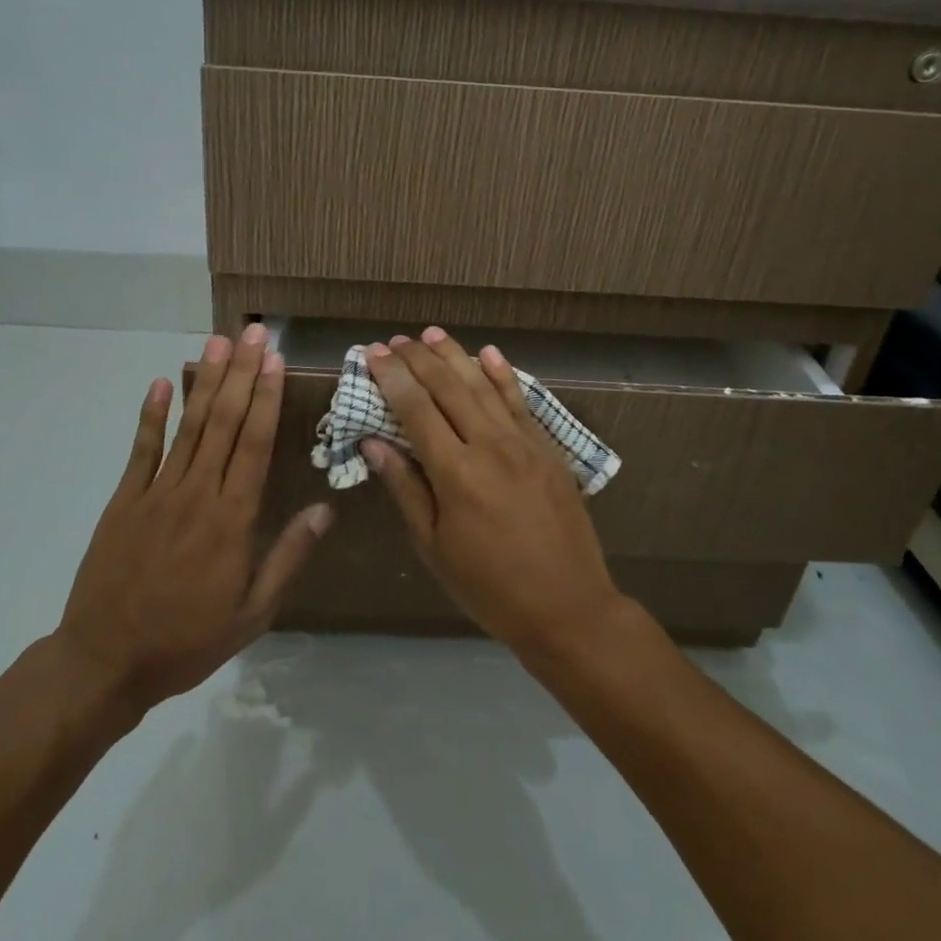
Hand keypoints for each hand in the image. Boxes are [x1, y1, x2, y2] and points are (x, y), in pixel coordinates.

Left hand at [56, 324, 332, 715]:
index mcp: (232, 519)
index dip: (266, 398)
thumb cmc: (187, 640)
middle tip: (253, 332)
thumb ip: (288, 557)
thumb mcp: (252, 614)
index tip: (275, 360)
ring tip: (218, 342)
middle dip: (242, 373)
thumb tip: (324, 510)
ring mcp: (157, 492)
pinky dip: (151, 415)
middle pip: (224, 422)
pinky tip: (162, 383)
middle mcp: (198, 493)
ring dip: (205, 381)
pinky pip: (141, 449)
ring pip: (188, 426)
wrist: (105, 662)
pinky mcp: (124, 500)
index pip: (255, 444)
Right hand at [364, 328, 624, 656]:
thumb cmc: (489, 586)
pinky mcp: (548, 449)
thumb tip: (374, 442)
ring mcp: (524, 443)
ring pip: (483, 386)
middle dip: (419, 359)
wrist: (568, 607)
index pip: (416, 409)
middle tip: (396, 339)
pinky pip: (521, 402)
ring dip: (456, 356)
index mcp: (456, 473)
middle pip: (448, 388)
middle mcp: (489, 446)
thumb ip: (406, 488)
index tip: (372, 353)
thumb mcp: (434, 547)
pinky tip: (489, 354)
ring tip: (432, 333)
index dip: (391, 377)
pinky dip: (503, 375)